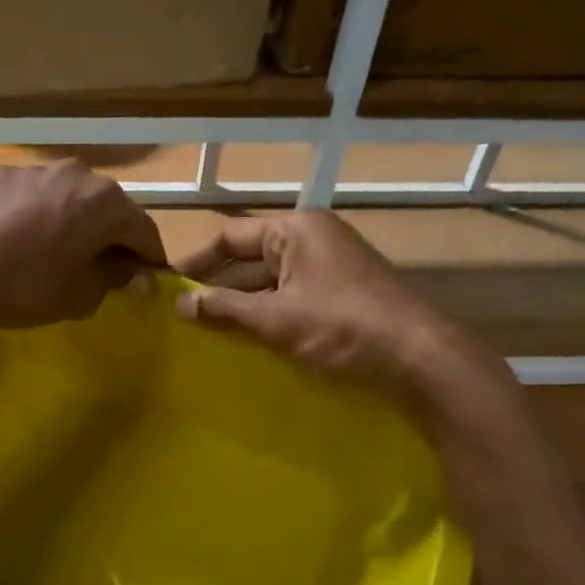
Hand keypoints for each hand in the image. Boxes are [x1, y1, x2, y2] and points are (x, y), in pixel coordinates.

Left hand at [0, 163, 166, 336]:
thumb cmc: (25, 290)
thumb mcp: (80, 296)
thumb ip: (114, 278)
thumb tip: (129, 270)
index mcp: (104, 201)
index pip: (144, 230)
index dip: (149, 257)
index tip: (148, 277)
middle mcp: (74, 173)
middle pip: (106, 207)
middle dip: (110, 235)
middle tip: (102, 265)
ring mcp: (32, 169)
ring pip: (66, 196)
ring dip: (71, 221)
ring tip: (56, 251)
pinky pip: (31, 196)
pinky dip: (35, 215)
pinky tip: (17, 241)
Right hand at [173, 211, 518, 428]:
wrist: (417, 356)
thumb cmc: (341, 327)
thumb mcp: (275, 318)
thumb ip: (224, 309)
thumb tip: (180, 305)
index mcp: (296, 228)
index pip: (230, 236)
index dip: (197, 261)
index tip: (168, 285)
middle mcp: (313, 237)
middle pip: (249, 258)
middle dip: (218, 286)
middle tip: (182, 314)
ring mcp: (330, 264)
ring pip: (270, 280)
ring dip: (241, 304)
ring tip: (205, 330)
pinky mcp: (341, 291)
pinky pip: (291, 296)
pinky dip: (268, 314)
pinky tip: (246, 339)